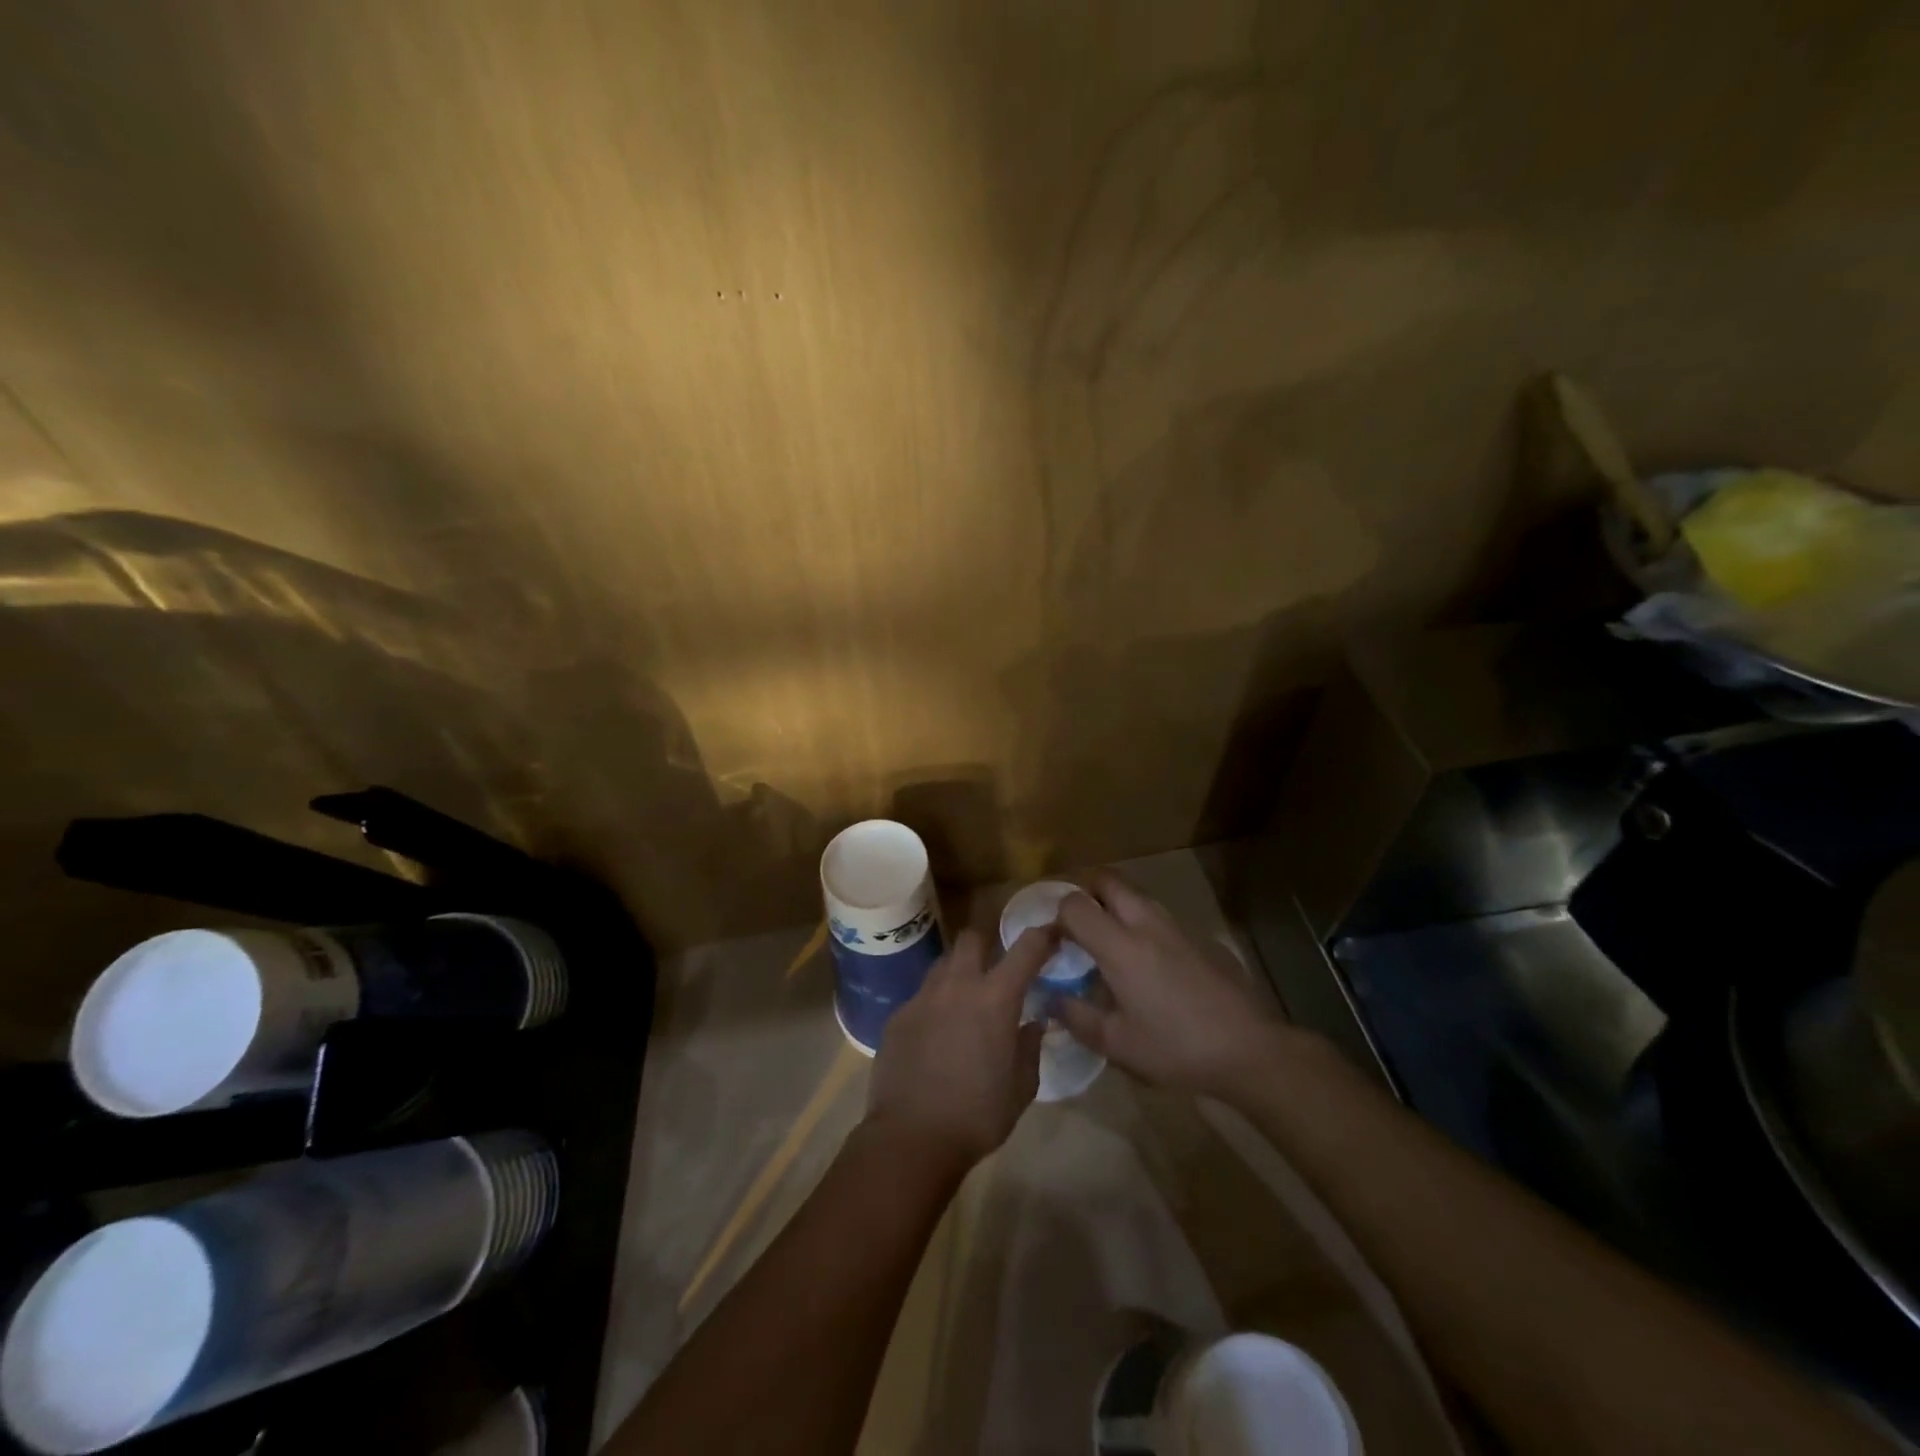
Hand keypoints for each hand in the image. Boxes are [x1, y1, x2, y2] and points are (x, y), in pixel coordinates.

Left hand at [866, 927, 1050, 1165]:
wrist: (911, 1138)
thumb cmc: (977, 1116)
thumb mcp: (1021, 1088)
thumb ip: (1030, 1048)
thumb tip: (1033, 1024)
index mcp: (996, 999)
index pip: (1026, 949)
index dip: (1042, 936)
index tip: (1051, 935)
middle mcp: (958, 986)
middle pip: (972, 938)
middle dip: (986, 946)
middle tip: (994, 970)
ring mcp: (923, 998)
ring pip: (943, 964)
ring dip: (958, 974)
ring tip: (963, 1003)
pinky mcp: (897, 1016)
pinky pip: (921, 997)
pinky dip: (933, 1006)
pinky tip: (934, 1037)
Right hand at [1053, 870, 1287, 1095]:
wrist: (1250, 1049)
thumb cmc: (1176, 1048)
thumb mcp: (1117, 1044)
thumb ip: (1078, 1017)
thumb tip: (1052, 998)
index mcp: (1120, 946)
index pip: (1075, 904)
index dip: (1057, 916)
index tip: (1054, 941)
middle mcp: (1146, 923)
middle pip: (1108, 880)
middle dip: (1086, 892)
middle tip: (1078, 925)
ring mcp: (1178, 926)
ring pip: (1136, 894)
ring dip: (1115, 906)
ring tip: (1109, 944)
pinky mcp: (1200, 937)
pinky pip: (1160, 916)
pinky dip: (1142, 924)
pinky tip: (1150, 965)